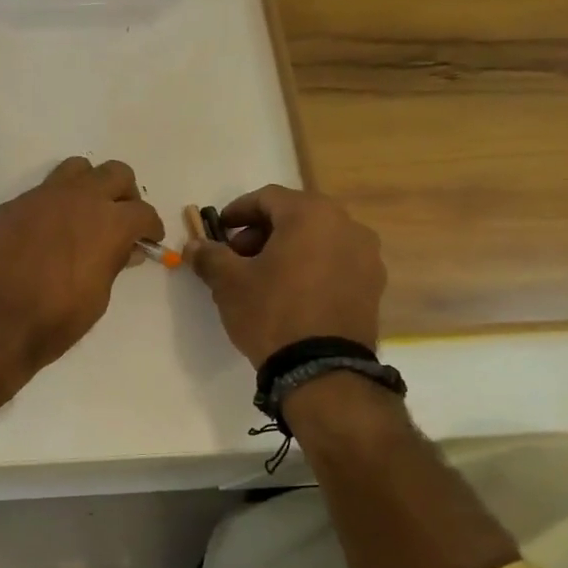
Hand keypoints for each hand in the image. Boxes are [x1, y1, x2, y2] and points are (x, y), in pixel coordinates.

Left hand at [0, 158, 164, 377]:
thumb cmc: (54, 319)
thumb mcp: (98, 297)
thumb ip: (114, 263)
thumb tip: (127, 248)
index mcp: (108, 222)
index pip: (143, 211)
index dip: (151, 227)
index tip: (149, 239)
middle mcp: (78, 198)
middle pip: (115, 173)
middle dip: (124, 194)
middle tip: (121, 219)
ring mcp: (41, 197)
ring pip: (76, 169)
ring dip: (89, 186)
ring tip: (85, 214)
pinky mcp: (11, 206)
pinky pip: (41, 193)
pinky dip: (53, 206)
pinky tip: (45, 234)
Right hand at [188, 184, 384, 362]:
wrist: (322, 369)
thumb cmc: (272, 312)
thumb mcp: (229, 282)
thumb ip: (210, 256)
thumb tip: (194, 246)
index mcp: (311, 214)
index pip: (267, 198)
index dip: (237, 211)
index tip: (219, 231)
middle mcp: (347, 225)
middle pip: (295, 216)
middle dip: (261, 233)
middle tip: (237, 257)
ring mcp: (366, 256)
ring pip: (317, 239)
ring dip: (287, 250)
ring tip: (263, 278)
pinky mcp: (373, 286)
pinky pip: (335, 263)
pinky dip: (310, 268)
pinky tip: (291, 294)